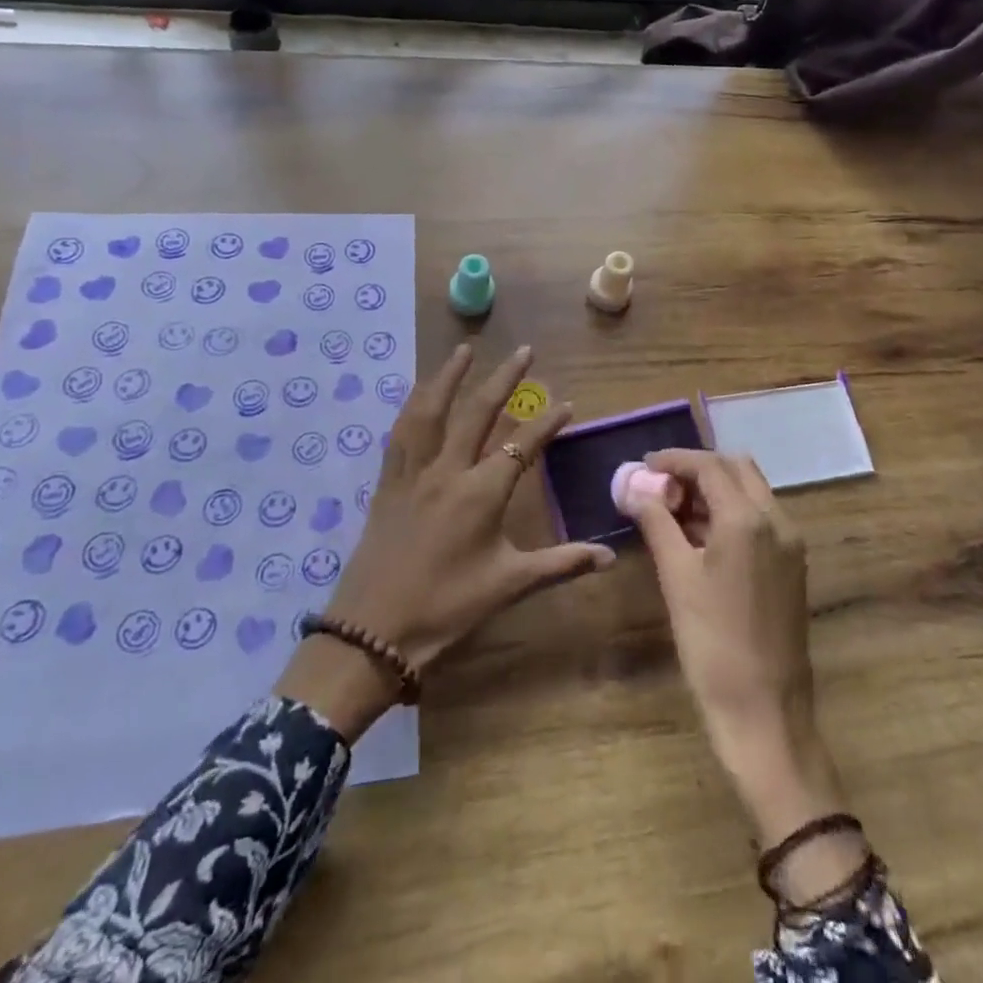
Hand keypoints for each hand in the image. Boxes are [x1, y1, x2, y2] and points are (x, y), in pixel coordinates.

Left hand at [278, 345, 614, 736]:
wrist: (373, 632)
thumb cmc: (447, 608)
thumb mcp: (509, 585)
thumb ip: (561, 564)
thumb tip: (609, 557)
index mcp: (481, 493)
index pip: (523, 446)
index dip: (547, 423)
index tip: (567, 402)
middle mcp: (447, 471)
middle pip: (478, 413)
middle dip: (503, 379)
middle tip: (523, 350)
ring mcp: (413, 474)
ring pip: (430, 412)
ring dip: (448, 377)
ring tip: (463, 349)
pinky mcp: (387, 484)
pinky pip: (399, 435)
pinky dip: (411, 408)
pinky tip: (417, 395)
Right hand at [621, 450, 861, 893]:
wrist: (765, 711)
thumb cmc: (712, 643)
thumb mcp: (676, 577)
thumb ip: (656, 522)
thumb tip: (633, 487)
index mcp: (748, 518)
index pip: (710, 465)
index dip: (674, 460)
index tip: (644, 466)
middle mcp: (777, 520)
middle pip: (737, 468)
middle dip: (698, 469)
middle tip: (662, 486)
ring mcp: (791, 543)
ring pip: (752, 491)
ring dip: (716, 489)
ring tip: (675, 510)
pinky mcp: (793, 565)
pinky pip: (761, 518)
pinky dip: (731, 512)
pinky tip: (701, 535)